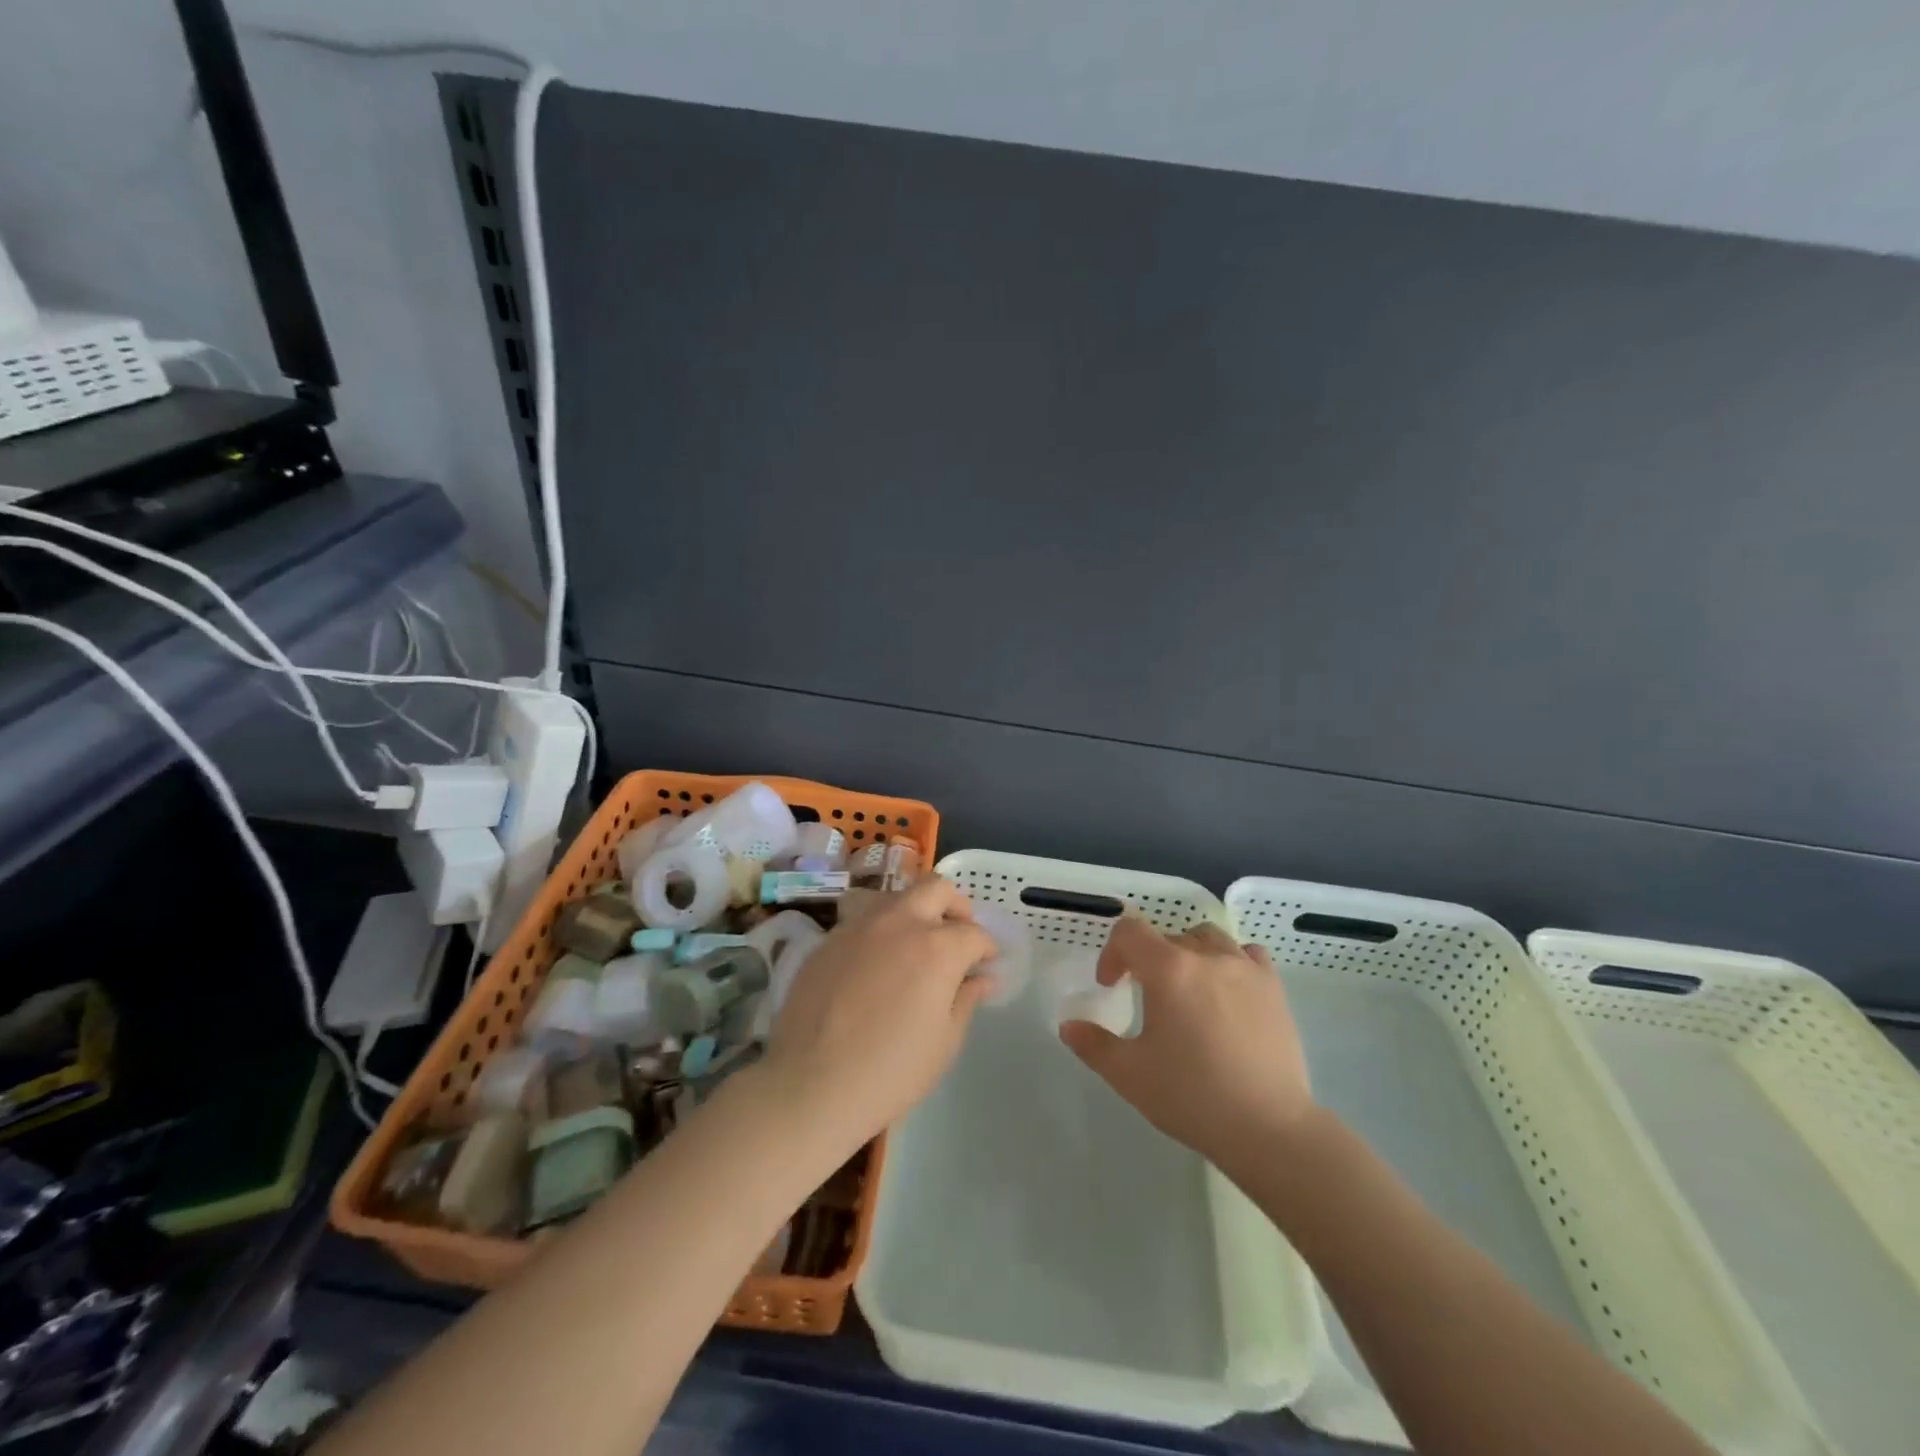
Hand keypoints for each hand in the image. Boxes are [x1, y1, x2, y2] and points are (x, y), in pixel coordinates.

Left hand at [762, 877, 996, 1143]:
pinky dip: (879, 931)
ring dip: (913, 911)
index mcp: (937, 947)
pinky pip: (861, 920)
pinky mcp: (828, 940)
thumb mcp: (944, 1042)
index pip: (974, 933)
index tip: (986, 964)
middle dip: (954, 906)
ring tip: (914, 944)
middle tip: (956, 935)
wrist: (811, 1085)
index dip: (986, 948)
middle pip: (935, 888)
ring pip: (895, 896)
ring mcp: (859, 926)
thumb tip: (982, 978)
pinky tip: (875, 963)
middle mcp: (899, 922)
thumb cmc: (891, 1071)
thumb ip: (966, 999)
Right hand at [1059, 916, 1313, 1177]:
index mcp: (1168, 969)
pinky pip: (1247, 955)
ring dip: (1188, 955)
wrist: (1268, 1129)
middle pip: (1167, 937)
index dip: (1113, 953)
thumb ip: (1093, 1045)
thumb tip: (1068, 1026)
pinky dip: (1231, 962)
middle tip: (1145, 999)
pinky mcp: (1274, 988)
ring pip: (1207, 939)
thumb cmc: (1191, 1097)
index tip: (1111, 986)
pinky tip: (1228, 992)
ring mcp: (1246, 969)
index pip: (1130, 932)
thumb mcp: (1129, 1074)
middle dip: (1148, 960)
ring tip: (1187, 990)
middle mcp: (1207, 956)